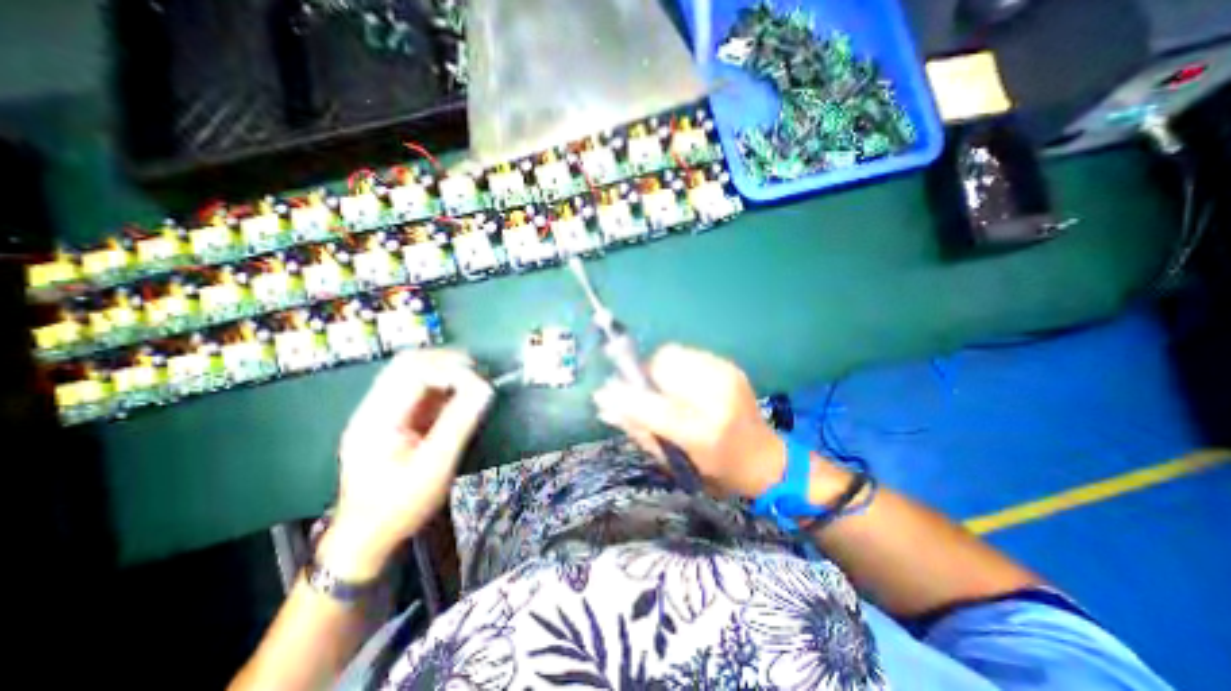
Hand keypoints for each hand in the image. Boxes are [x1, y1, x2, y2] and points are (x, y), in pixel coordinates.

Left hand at [323, 349, 493, 579]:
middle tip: (479, 372)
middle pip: (408, 363)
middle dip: (446, 361)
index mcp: (377, 418)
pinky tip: (459, 392)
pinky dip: (442, 384)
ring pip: (412, 371)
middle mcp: (374, 407)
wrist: (367, 535)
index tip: (480, 383)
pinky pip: (418, 389)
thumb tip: (486, 388)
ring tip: (473, 379)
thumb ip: (460, 423)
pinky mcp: (392, 418)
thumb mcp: (435, 466)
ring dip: (444, 370)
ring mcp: (381, 411)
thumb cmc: (400, 505)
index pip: (413, 371)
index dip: (450, 369)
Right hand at [590, 348, 782, 499]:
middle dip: (647, 376)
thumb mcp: (673, 462)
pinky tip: (688, 385)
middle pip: (663, 364)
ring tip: (671, 390)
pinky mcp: (730, 366)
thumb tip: (606, 405)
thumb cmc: (714, 470)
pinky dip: (679, 366)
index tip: (605, 392)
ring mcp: (726, 377)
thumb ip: (638, 430)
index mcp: (701, 432)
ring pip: (674, 353)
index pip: (652, 407)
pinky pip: (689, 354)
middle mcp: (716, 398)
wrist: (764, 458)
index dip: (624, 396)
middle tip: (650, 393)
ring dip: (662, 369)